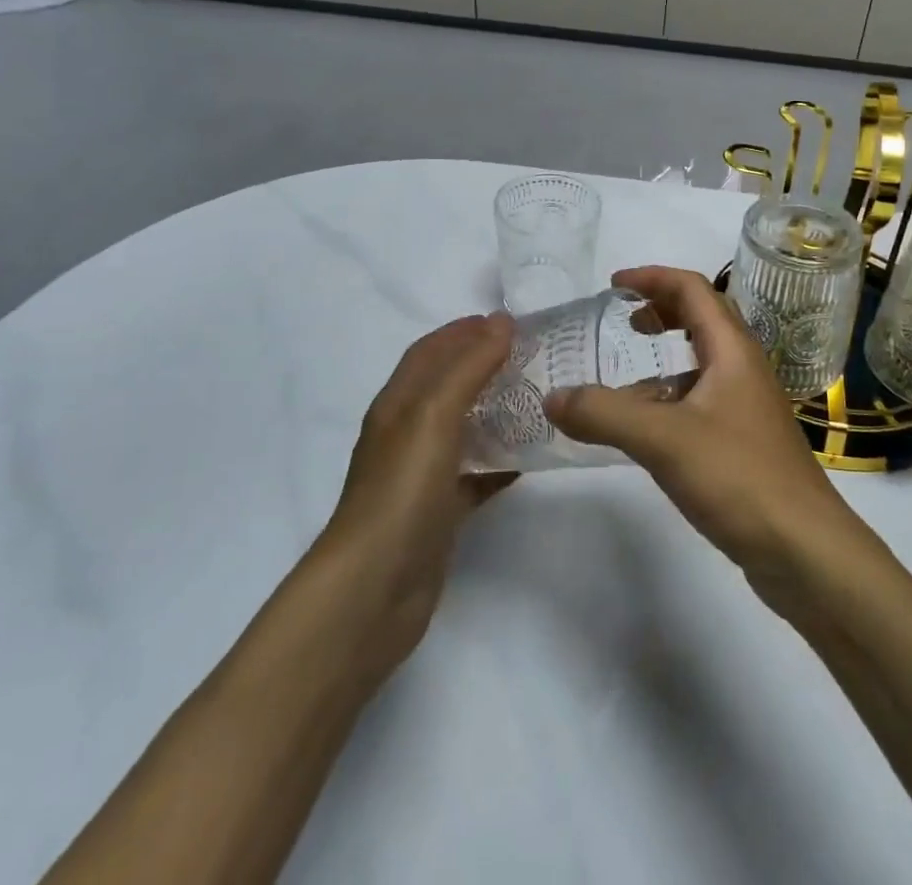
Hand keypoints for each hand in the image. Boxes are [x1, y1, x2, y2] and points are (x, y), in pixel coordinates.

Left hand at [318, 314, 517, 673]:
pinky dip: (499, 462)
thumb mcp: (434, 416)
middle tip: (533, 357)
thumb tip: (501, 321)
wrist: (373, 590)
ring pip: (463, 428)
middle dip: (484, 365)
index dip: (464, 330)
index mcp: (398, 404)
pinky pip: (474, 474)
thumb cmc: (402, 490)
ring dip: (495, 410)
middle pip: (448, 386)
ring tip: (538, 399)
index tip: (509, 322)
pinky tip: (530, 459)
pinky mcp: (439, 512)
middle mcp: (406, 433)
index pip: (431, 351)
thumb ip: (469, 367)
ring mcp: (422, 475)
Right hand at [544, 267, 861, 580]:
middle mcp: (744, 368)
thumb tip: (552, 398)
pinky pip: (701, 402)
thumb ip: (604, 414)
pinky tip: (646, 432)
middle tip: (624, 320)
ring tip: (622, 381)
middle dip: (661, 310)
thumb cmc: (739, 476)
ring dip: (663, 360)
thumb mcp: (663, 439)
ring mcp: (748, 406)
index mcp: (732, 349)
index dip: (652, 277)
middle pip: (702, 318)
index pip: (693, 289)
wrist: (806, 550)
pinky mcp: (745, 442)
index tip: (613, 284)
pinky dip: (670, 400)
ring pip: (700, 365)